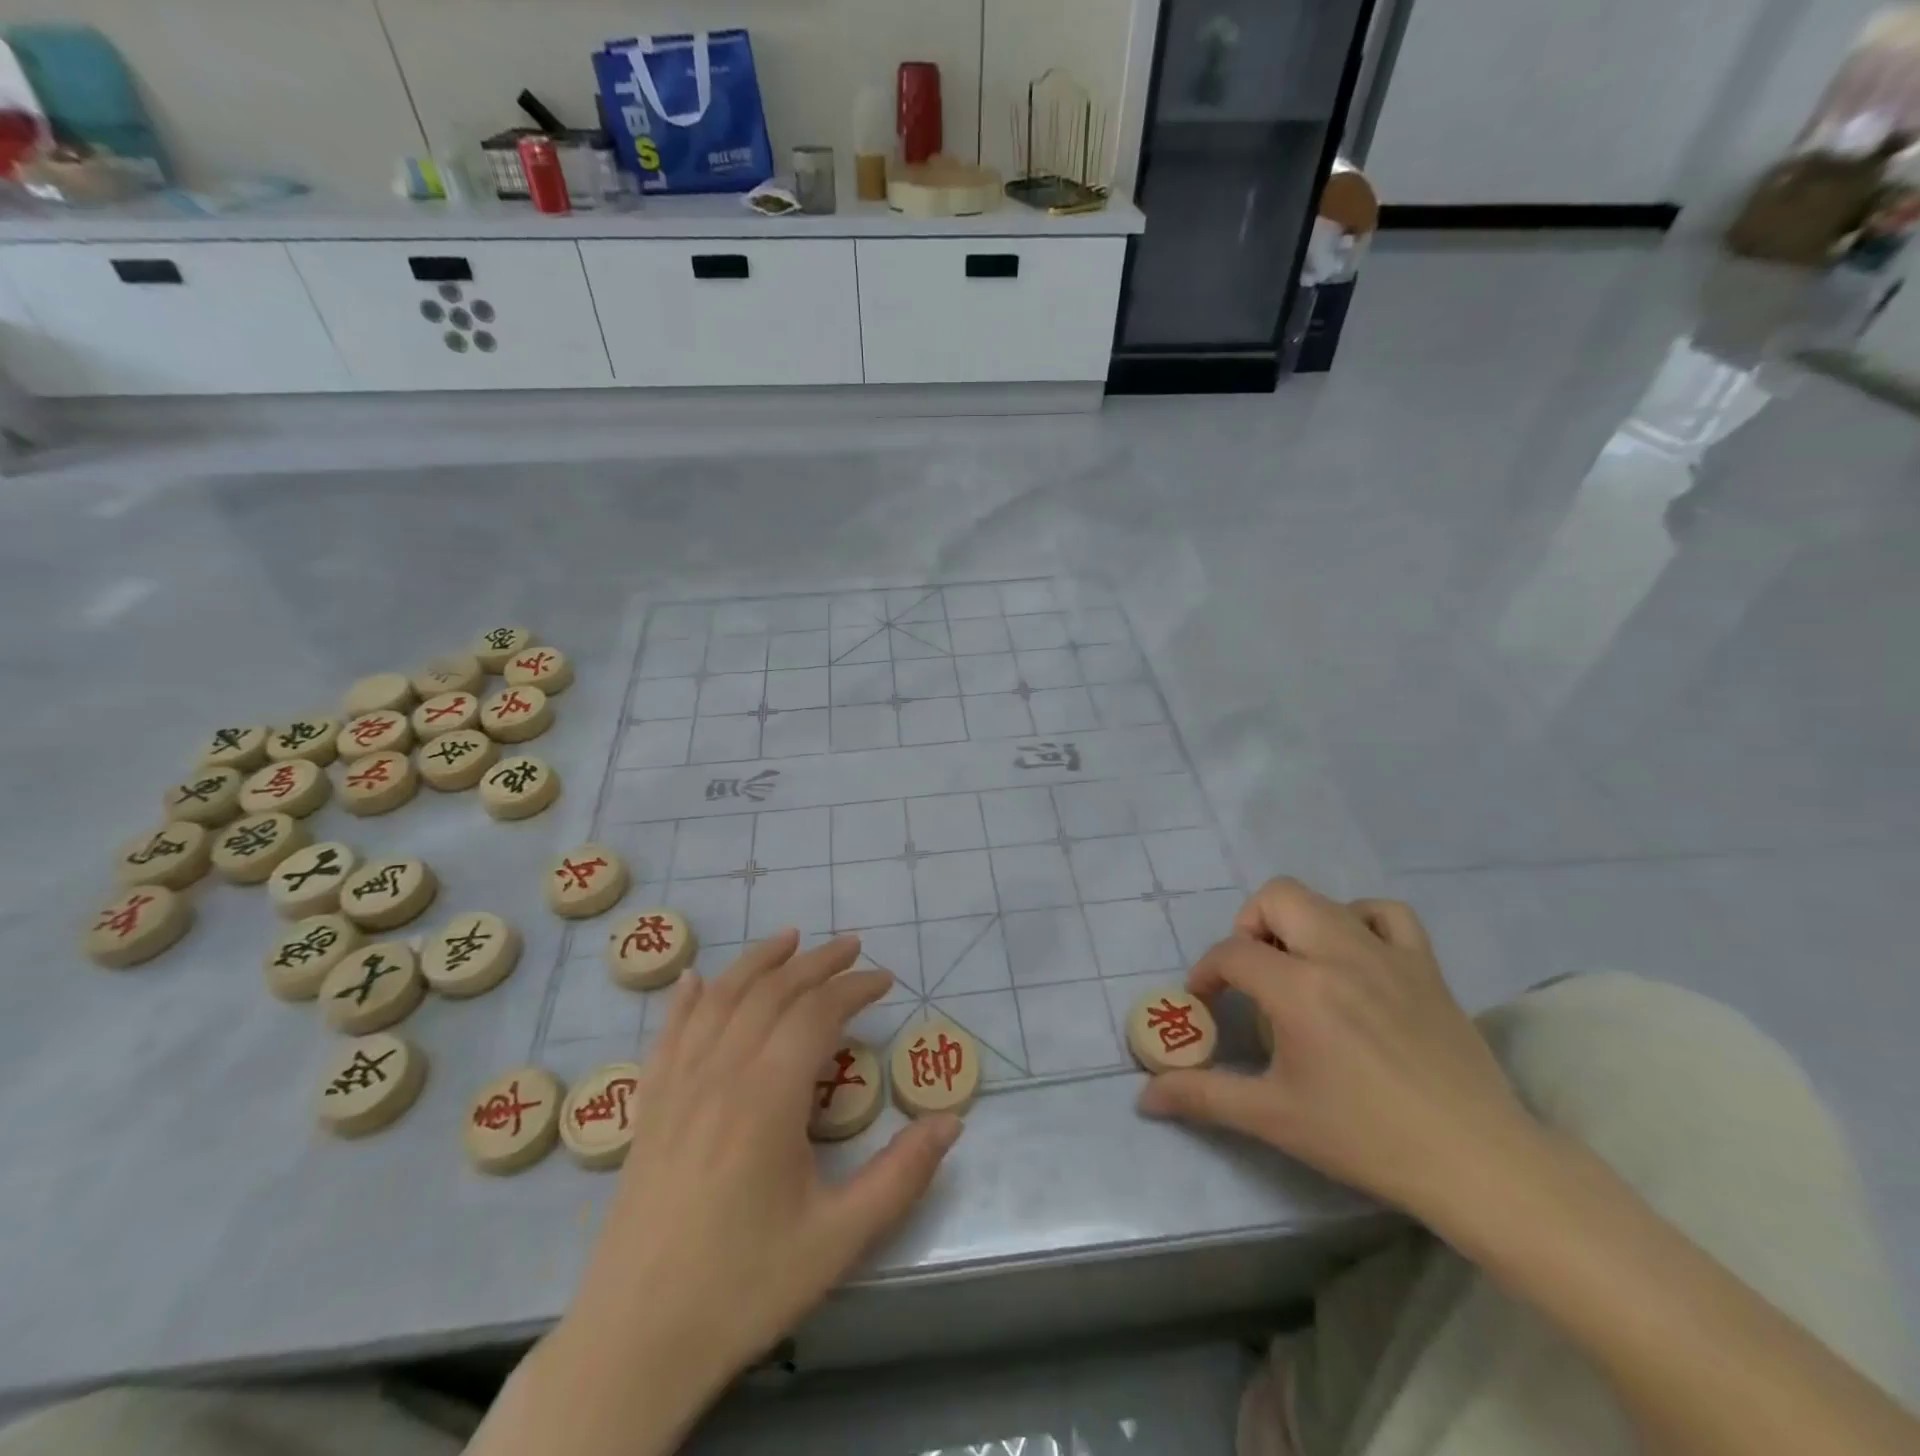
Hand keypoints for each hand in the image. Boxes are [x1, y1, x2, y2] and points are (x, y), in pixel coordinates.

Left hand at [526, 932, 962, 1455]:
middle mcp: (720, 1074)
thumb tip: (952, 1121)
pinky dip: (687, 998)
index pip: (817, 1014)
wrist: (635, 1344)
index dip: (854, 988)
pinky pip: (668, 1034)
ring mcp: (677, 1087)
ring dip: (759, 962)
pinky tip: (695, 979)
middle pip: (772, 993)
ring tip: (790, 939)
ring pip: (720, 999)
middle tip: (853, 947)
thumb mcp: (838, 1239)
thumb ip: (901, 1176)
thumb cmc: (744, 1288)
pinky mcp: (649, 1108)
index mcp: (767, 1097)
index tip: (885, 980)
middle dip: (817, 963)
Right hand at [1138, 878, 1543, 1227]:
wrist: (1476, 1161)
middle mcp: (1341, 955)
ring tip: (1297, 966)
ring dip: (1297, 922)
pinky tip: (1354, 955)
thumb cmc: (1366, 1138)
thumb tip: (1145, 1095)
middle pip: (1276, 898)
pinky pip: (1387, 914)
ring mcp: (1389, 955)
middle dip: (1248, 927)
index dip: (1207, 973)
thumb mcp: (1274, 1118)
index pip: (1232, 954)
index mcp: (1301, 989)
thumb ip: (1203, 1097)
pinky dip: (1359, 921)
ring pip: (1325, 900)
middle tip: (1251, 974)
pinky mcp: (1426, 966)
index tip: (1206, 1002)